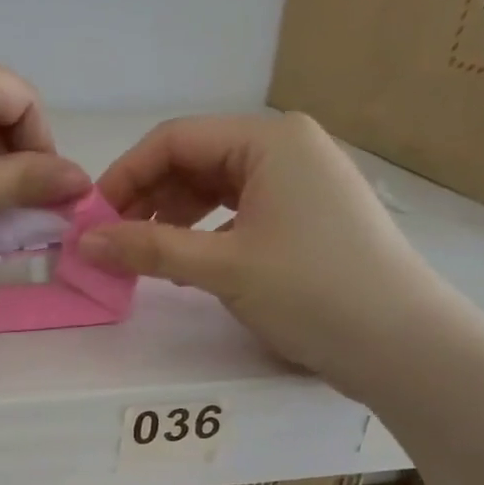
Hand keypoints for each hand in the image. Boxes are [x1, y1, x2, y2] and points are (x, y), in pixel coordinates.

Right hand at [79, 114, 452, 386]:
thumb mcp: (222, 267)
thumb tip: (81, 243)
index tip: (91, 219)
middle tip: (112, 242)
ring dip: (171, 217)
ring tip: (143, 256)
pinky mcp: (305, 215)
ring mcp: (299, 182)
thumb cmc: (312, 291)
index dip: (125, 175)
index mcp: (269, 139)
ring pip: (213, 187)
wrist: (402, 345)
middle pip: (193, 160)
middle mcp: (285, 147)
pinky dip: (203, 231)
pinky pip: (237, 210)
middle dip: (147, 198)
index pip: (175, 139)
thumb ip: (147, 249)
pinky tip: (184, 262)